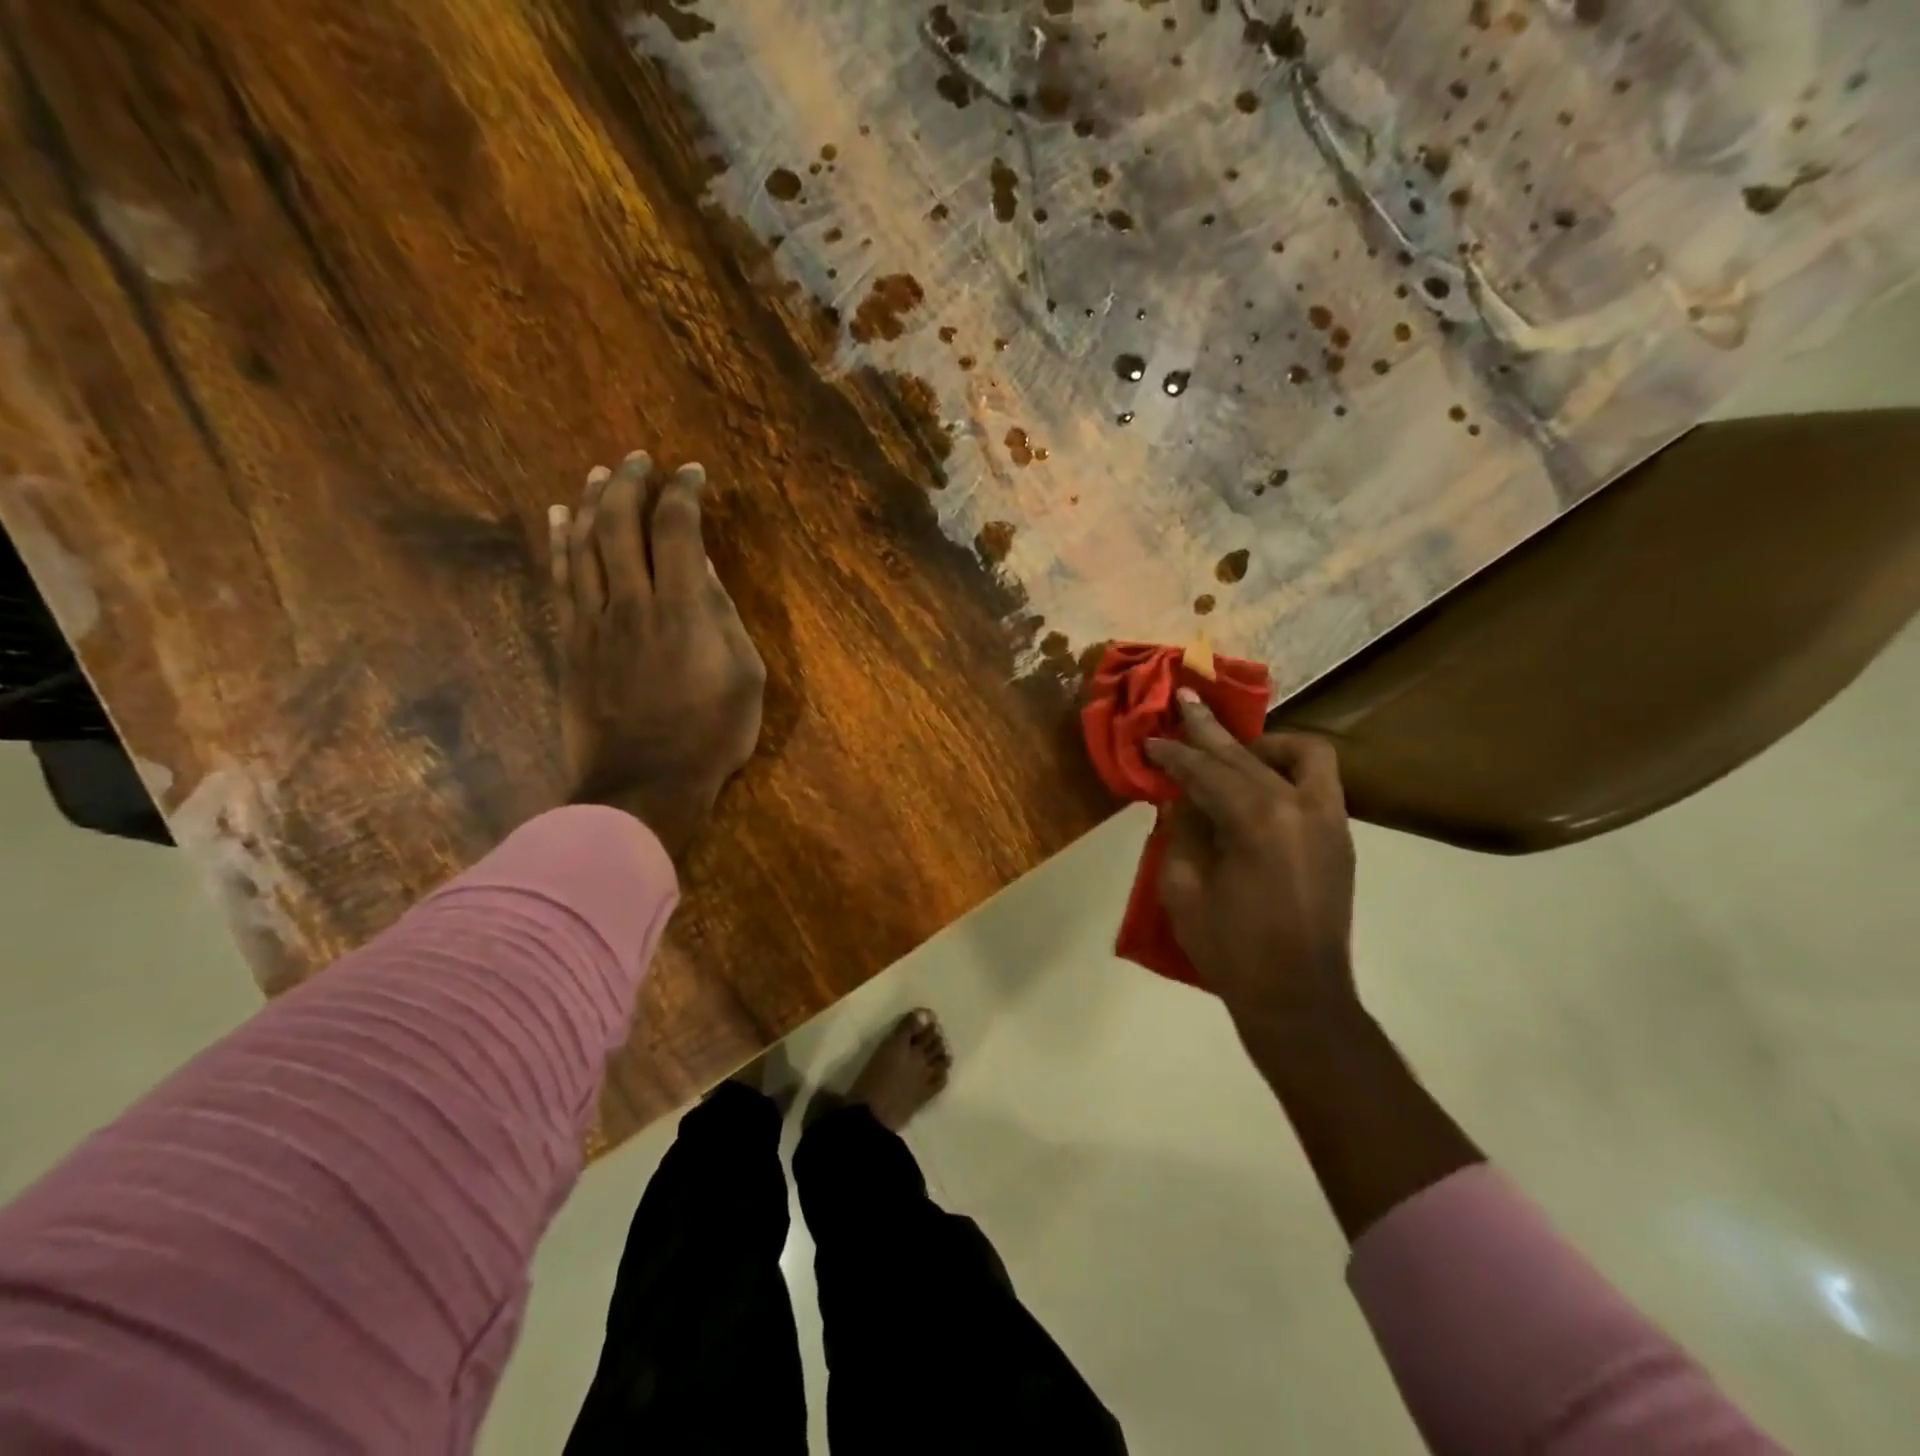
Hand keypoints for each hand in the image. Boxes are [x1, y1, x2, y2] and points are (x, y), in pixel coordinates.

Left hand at [548, 451, 764, 857]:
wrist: (642, 785)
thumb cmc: (709, 737)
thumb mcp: (744, 679)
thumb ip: (724, 619)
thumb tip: (702, 571)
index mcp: (682, 611)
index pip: (676, 531)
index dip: (683, 494)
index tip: (692, 474)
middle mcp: (631, 603)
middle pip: (621, 525)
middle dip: (632, 483)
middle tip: (641, 459)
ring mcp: (593, 622)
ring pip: (585, 544)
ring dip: (594, 502)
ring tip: (602, 473)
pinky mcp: (570, 643)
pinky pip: (560, 580)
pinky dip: (561, 543)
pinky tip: (562, 517)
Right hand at [1145, 692, 1357, 1033]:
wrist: (1298, 998)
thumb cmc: (1231, 948)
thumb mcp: (1184, 888)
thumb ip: (1183, 831)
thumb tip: (1186, 799)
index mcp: (1256, 820)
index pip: (1206, 771)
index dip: (1174, 754)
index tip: (1150, 739)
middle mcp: (1299, 806)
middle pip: (1246, 755)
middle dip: (1209, 730)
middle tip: (1184, 701)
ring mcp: (1329, 820)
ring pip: (1302, 755)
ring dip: (1263, 746)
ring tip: (1234, 753)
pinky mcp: (1340, 837)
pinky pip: (1318, 782)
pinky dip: (1288, 771)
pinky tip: (1260, 787)